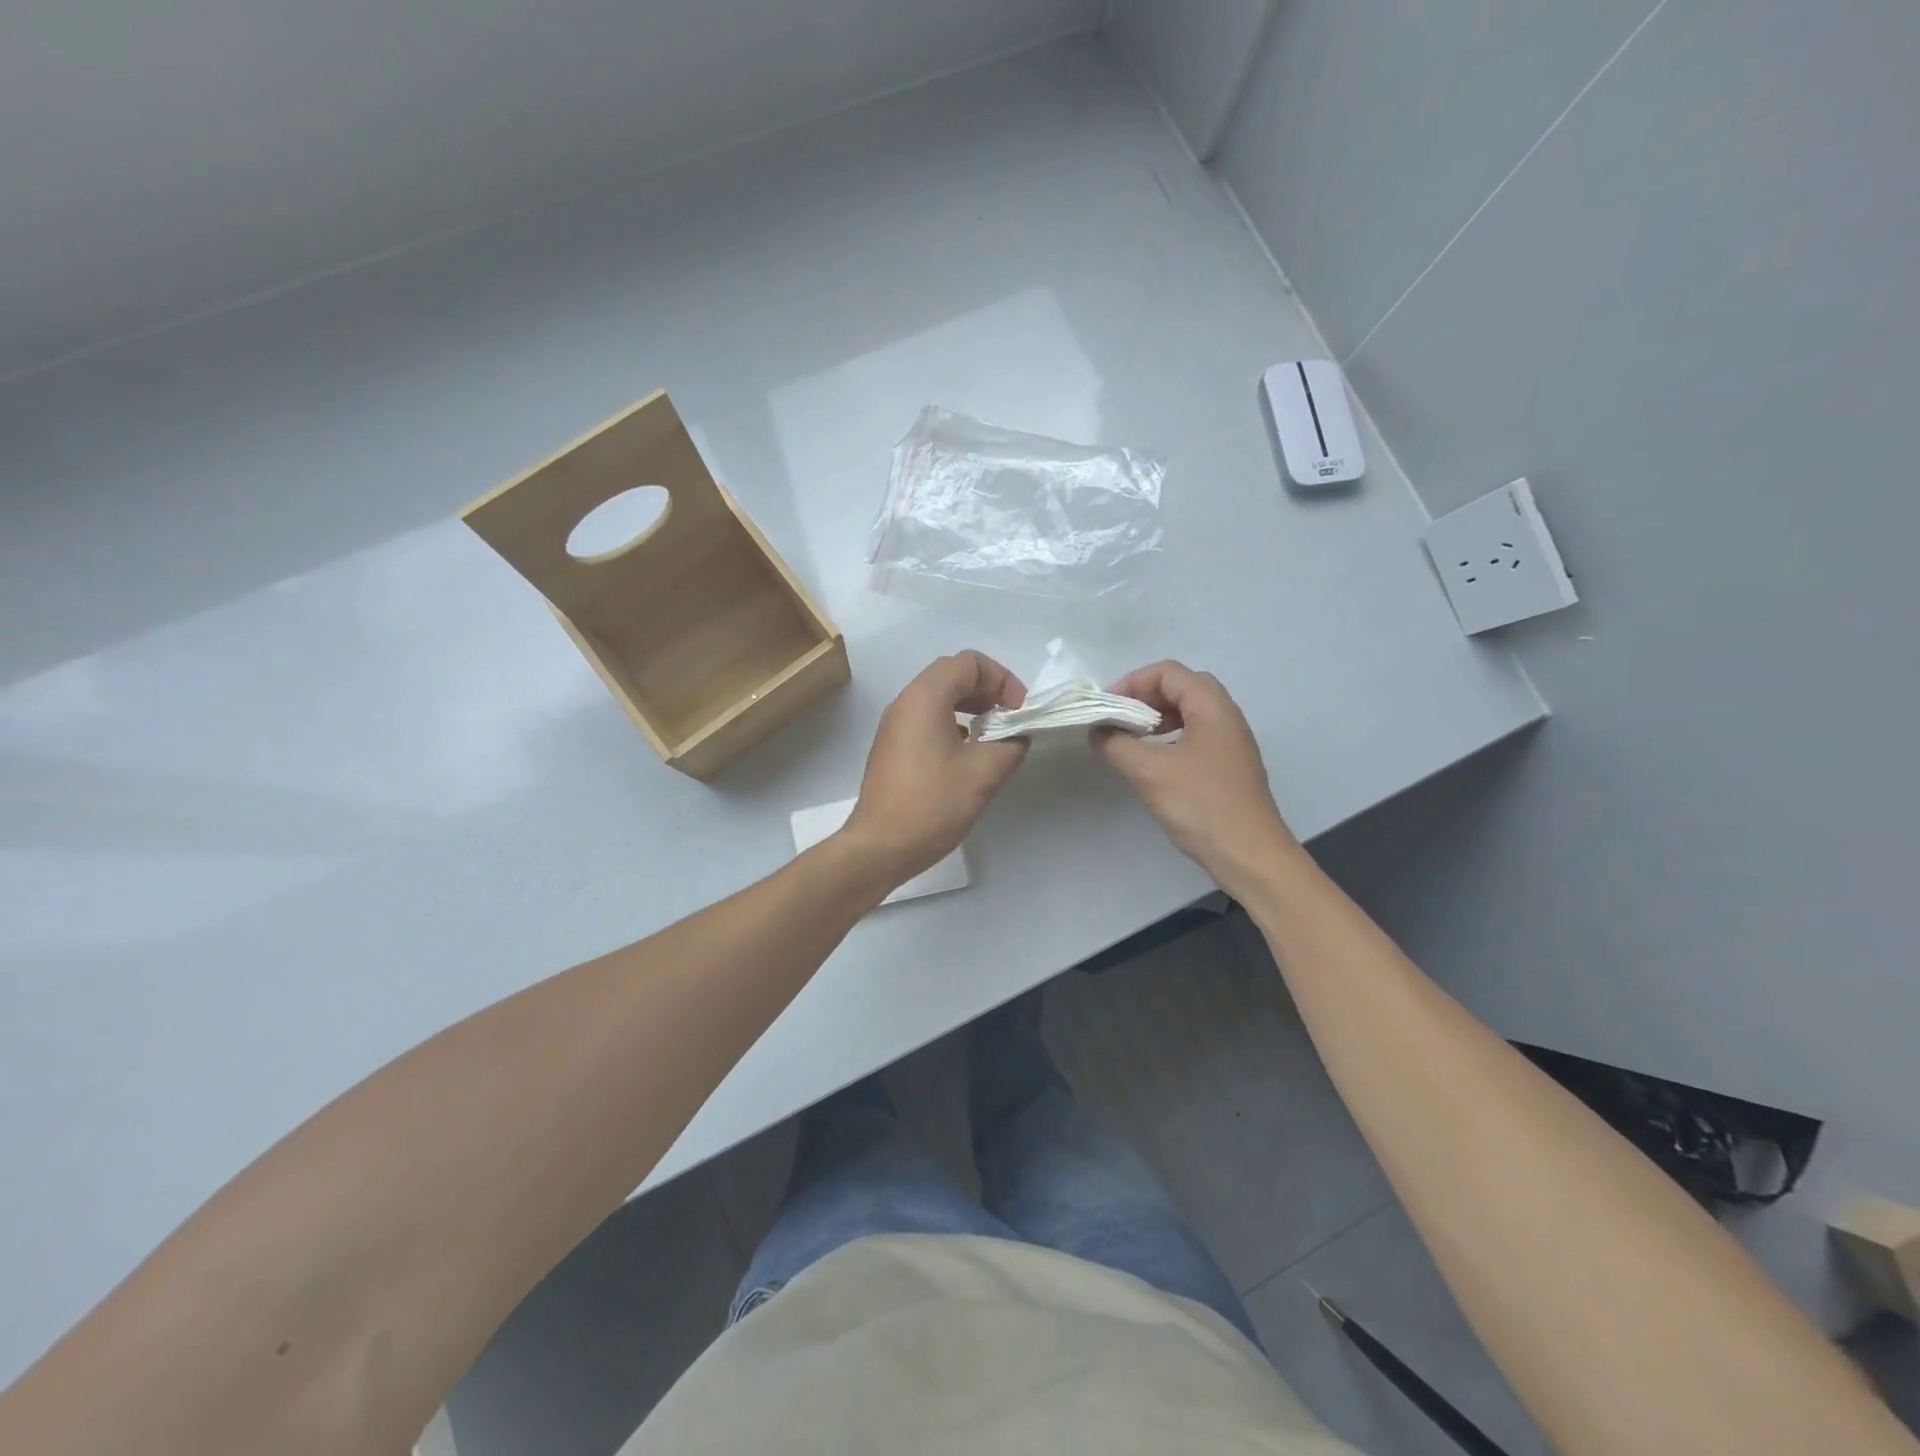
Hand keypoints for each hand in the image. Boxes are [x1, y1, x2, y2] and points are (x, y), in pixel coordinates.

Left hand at [839, 652, 1029, 886]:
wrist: (881, 846)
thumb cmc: (933, 803)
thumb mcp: (985, 772)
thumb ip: (1011, 744)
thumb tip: (1017, 736)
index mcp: (925, 697)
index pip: (969, 662)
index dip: (1002, 680)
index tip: (1019, 711)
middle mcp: (905, 702)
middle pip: (952, 675)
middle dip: (988, 691)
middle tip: (1010, 720)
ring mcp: (894, 725)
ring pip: (938, 698)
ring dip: (971, 708)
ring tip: (993, 737)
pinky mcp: (892, 748)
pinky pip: (926, 720)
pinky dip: (953, 725)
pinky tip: (968, 755)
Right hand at [1091, 661, 1297, 894]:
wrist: (1249, 855)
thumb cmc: (1201, 806)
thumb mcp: (1149, 772)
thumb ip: (1116, 745)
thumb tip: (1097, 731)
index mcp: (1212, 707)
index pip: (1168, 672)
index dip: (1133, 682)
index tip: (1107, 708)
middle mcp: (1226, 716)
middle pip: (1181, 686)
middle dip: (1145, 697)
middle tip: (1119, 719)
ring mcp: (1231, 742)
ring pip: (1190, 711)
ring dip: (1157, 717)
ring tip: (1131, 739)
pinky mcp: (1229, 765)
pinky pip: (1196, 735)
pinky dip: (1170, 737)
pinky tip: (1153, 762)